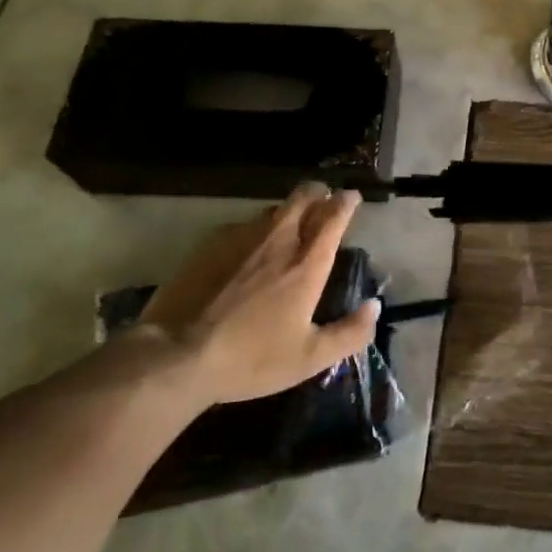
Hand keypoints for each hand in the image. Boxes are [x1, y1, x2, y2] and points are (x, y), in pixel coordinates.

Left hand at [141, 184, 377, 405]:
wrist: (176, 355)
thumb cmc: (250, 358)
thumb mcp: (309, 358)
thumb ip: (350, 333)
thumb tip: (375, 306)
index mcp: (307, 263)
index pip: (334, 215)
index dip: (346, 201)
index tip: (351, 197)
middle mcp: (279, 239)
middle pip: (304, 196)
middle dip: (318, 193)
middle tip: (323, 201)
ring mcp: (241, 236)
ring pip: (273, 209)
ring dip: (287, 212)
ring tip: (287, 227)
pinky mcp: (210, 243)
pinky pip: (241, 226)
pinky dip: (254, 231)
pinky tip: (246, 251)